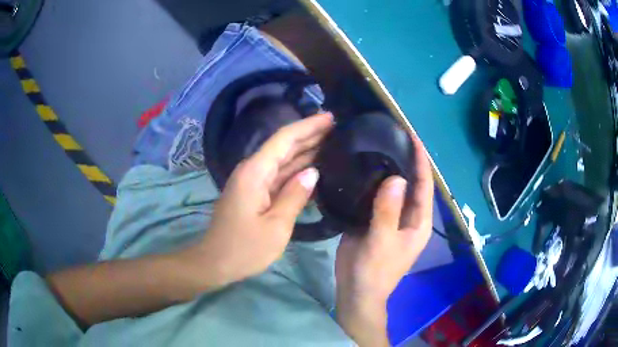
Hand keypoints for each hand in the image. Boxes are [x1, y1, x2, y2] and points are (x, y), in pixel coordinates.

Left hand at [189, 112, 333, 285]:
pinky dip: (297, 170)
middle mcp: (253, 170)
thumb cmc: (244, 248)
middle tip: (339, 127)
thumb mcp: (276, 226)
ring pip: (283, 160)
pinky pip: (279, 175)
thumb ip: (295, 196)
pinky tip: (315, 167)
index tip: (331, 117)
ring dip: (306, 150)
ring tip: (333, 141)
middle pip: (284, 145)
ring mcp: (253, 181)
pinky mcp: (255, 192)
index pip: (285, 139)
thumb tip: (313, 173)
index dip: (309, 126)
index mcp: (256, 172)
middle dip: (310, 134)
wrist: (215, 262)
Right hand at [335, 135, 433, 345]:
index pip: (424, 185)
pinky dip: (371, 180)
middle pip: (410, 183)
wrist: (356, 291)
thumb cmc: (375, 271)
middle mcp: (408, 215)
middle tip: (391, 134)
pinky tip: (361, 165)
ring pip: (392, 187)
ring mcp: (390, 216)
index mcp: (419, 221)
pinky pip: (374, 195)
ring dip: (387, 167)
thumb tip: (397, 178)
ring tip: (376, 143)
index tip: (413, 136)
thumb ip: (388, 212)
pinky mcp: (372, 219)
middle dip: (405, 159)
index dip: (421, 161)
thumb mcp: (383, 243)